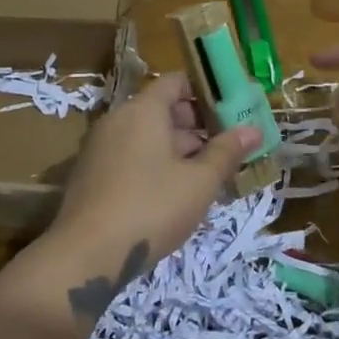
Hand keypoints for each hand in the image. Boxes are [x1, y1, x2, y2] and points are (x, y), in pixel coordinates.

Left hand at [30, 72, 259, 327]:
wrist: (85, 256)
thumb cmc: (151, 208)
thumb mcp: (199, 182)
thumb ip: (226, 152)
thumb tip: (253, 129)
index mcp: (143, 110)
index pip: (176, 82)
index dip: (205, 92)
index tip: (231, 111)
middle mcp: (118, 120)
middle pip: (162, 109)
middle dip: (196, 126)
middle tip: (226, 149)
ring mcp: (100, 147)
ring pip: (146, 137)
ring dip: (177, 150)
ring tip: (207, 176)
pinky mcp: (91, 175)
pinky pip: (130, 157)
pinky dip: (154, 165)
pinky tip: (174, 195)